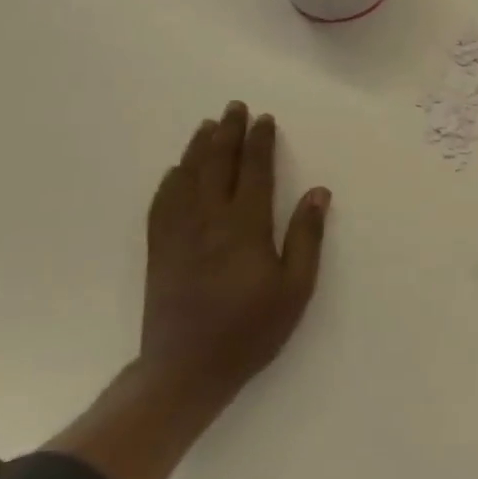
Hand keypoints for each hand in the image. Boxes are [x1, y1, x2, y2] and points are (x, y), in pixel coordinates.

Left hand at [141, 102, 330, 403]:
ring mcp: (178, 234)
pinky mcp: (159, 251)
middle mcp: (209, 220)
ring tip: (207, 126)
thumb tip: (318, 193)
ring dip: (198, 148)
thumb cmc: (250, 330)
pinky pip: (162, 204)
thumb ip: (306, 237)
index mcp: (245, 227)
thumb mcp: (295, 289)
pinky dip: (170, 181)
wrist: (185, 371)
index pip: (254, 171)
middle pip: (217, 165)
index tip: (265, 119)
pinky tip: (175, 171)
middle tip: (234, 107)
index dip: (260, 143)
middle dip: (228, 133)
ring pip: (187, 178)